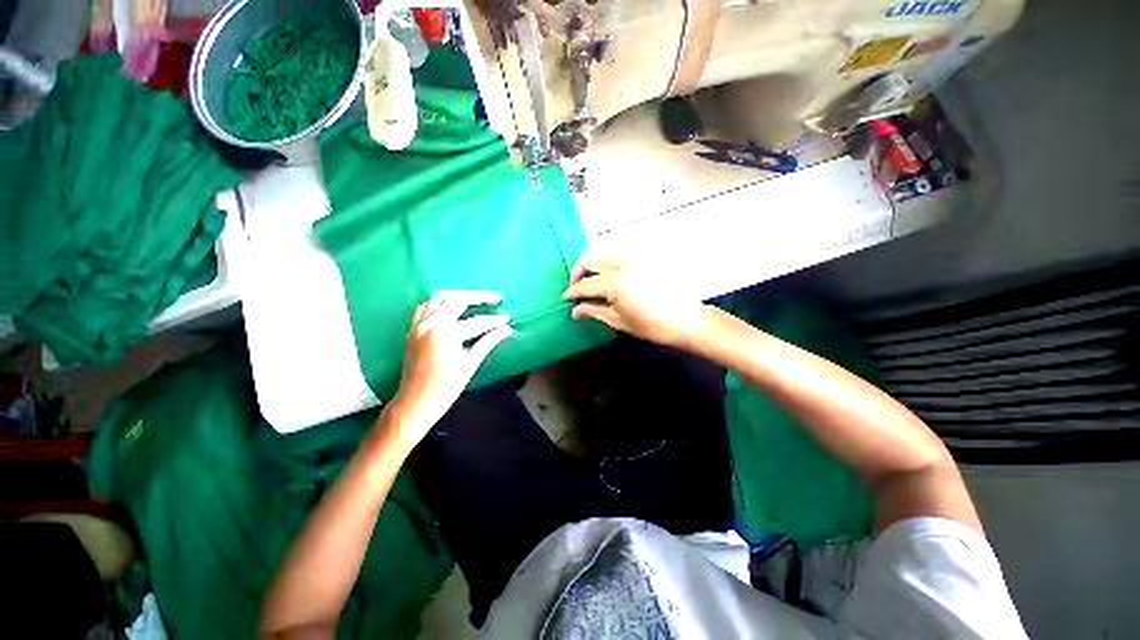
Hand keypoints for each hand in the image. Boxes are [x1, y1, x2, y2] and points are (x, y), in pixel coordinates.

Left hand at [387, 291, 512, 442]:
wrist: (415, 402)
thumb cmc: (446, 387)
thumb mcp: (470, 364)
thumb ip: (488, 342)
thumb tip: (507, 330)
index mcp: (445, 333)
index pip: (476, 321)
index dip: (495, 320)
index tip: (508, 318)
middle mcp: (430, 323)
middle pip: (457, 299)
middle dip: (479, 297)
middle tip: (496, 299)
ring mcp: (418, 324)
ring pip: (439, 297)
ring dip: (459, 295)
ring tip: (476, 299)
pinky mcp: (412, 329)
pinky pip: (426, 306)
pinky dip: (441, 302)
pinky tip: (451, 307)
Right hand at [562, 251, 707, 347]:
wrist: (685, 319)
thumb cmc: (650, 325)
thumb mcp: (618, 321)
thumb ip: (593, 311)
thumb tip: (574, 311)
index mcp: (614, 282)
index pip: (585, 284)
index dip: (573, 292)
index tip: (565, 297)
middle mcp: (621, 264)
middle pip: (590, 258)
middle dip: (578, 271)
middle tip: (577, 286)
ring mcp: (634, 258)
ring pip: (603, 252)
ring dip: (592, 263)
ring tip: (591, 280)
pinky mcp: (644, 257)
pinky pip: (619, 253)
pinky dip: (608, 260)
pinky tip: (608, 274)